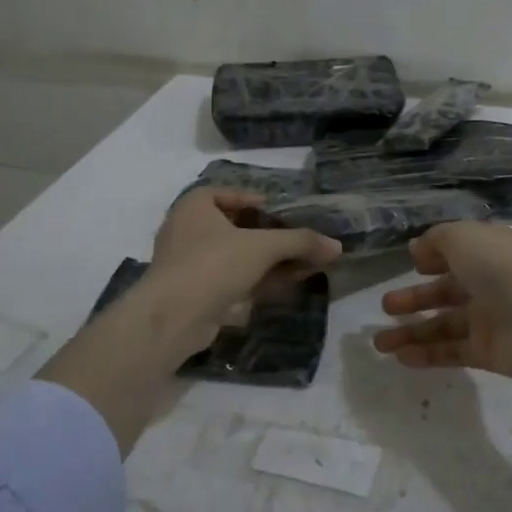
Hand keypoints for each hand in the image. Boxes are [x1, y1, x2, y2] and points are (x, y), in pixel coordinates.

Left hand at [147, 188, 340, 349]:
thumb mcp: (262, 247)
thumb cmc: (213, 264)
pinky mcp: (197, 292)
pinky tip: (287, 283)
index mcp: (195, 206)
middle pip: (238, 227)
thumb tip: (337, 246)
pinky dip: (259, 279)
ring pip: (238, 256)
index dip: (259, 201)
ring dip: (270, 260)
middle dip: (273, 236)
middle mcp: (188, 230)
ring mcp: (191, 263)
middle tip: (301, 241)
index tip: (285, 212)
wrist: (174, 317)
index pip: (230, 194)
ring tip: (305, 264)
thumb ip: (300, 242)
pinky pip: (233, 278)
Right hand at [373, 221, 511, 448]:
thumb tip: (418, 250)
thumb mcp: (464, 237)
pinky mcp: (487, 352)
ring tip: (378, 342)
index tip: (412, 264)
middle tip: (384, 306)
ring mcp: (489, 320)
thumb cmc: (503, 268)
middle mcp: (489, 284)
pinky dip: (427, 355)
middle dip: (414, 298)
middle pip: (445, 292)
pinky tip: (401, 358)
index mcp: (488, 252)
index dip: (435, 257)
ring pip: (443, 326)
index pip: (459, 253)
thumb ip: (437, 240)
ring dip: (411, 332)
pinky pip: (452, 352)